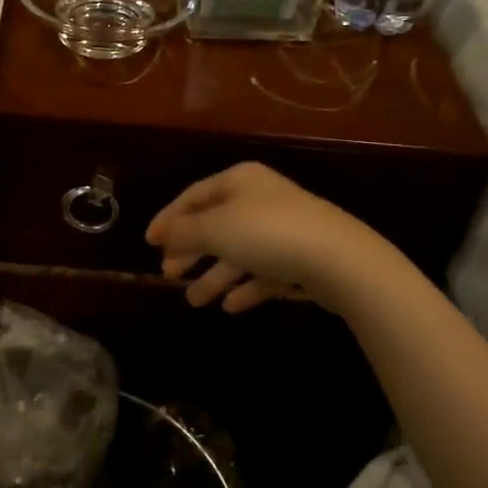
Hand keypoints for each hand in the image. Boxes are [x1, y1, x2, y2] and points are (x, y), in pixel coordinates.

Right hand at [146, 162, 396, 313]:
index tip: (149, 243)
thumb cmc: (267, 233)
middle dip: (190, 250)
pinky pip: (264, 272)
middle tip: (169, 273)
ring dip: (215, 276)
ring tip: (195, 301)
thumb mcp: (215, 228)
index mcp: (239, 181)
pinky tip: (231, 306)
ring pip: (239, 252)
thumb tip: (163, 232)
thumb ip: (184, 231)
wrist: (338, 258)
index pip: (194, 196)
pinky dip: (245, 286)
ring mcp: (283, 229)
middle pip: (215, 224)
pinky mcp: (301, 258)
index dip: (169, 218)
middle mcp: (260, 200)